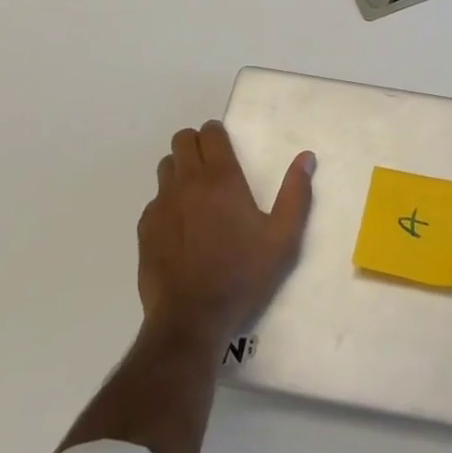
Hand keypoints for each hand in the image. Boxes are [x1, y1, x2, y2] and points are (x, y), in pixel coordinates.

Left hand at [137, 120, 314, 346]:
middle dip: (197, 144)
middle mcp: (187, 183)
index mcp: (221, 179)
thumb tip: (306, 158)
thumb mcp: (283, 238)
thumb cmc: (243, 275)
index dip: (217, 133)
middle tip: (213, 164)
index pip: (210, 133)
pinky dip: (167, 201)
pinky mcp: (145, 229)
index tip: (227, 146)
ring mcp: (162, 205)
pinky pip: (155, 199)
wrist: (192, 319)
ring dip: (180, 168)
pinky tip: (181, 225)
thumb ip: (296, 194)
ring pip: (166, 167)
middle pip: (182, 141)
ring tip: (196, 191)